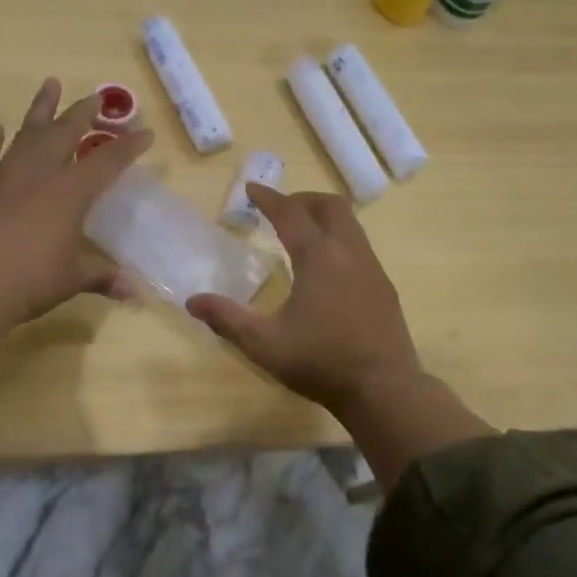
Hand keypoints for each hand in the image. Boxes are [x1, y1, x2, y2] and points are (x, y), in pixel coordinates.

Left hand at [0, 79, 150, 389]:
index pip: (108, 162)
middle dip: (83, 112)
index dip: (129, 147)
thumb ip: (102, 277)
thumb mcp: (72, 280)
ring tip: (49, 85)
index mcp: (71, 193)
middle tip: (95, 96)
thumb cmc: (29, 279)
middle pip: (65, 133)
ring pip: (27, 133)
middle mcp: (39, 174)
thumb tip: (134, 293)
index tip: (146, 133)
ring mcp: (3, 175)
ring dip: (40, 109)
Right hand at [188, 185, 493, 492]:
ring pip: (351, 224)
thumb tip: (192, 302)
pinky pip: (360, 247)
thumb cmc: (320, 362)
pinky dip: (339, 241)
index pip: (291, 214)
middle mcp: (349, 253)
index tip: (252, 188)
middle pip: (330, 206)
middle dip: (303, 200)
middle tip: (281, 210)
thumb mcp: (264, 344)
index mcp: (319, 258)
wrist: (383, 389)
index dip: (269, 198)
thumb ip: (227, 319)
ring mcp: (372, 269)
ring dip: (324, 219)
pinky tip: (328, 269)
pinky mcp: (384, 287)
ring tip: (302, 235)